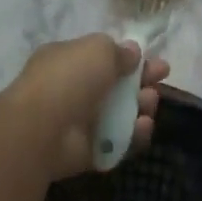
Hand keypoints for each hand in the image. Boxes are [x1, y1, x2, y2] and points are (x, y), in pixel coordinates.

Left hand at [6, 34, 169, 179]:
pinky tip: (143, 127)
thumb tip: (132, 51)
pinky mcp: (88, 151)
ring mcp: (80, 122)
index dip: (131, 59)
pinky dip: (134, 135)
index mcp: (68, 61)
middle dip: (141, 83)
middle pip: (116, 86)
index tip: (155, 62)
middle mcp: (73, 90)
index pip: (103, 58)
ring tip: (148, 103)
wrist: (42, 128)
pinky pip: (118, 142)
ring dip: (141, 107)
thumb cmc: (69, 79)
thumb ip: (118, 50)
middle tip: (159, 82)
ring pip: (120, 114)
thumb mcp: (97, 49)